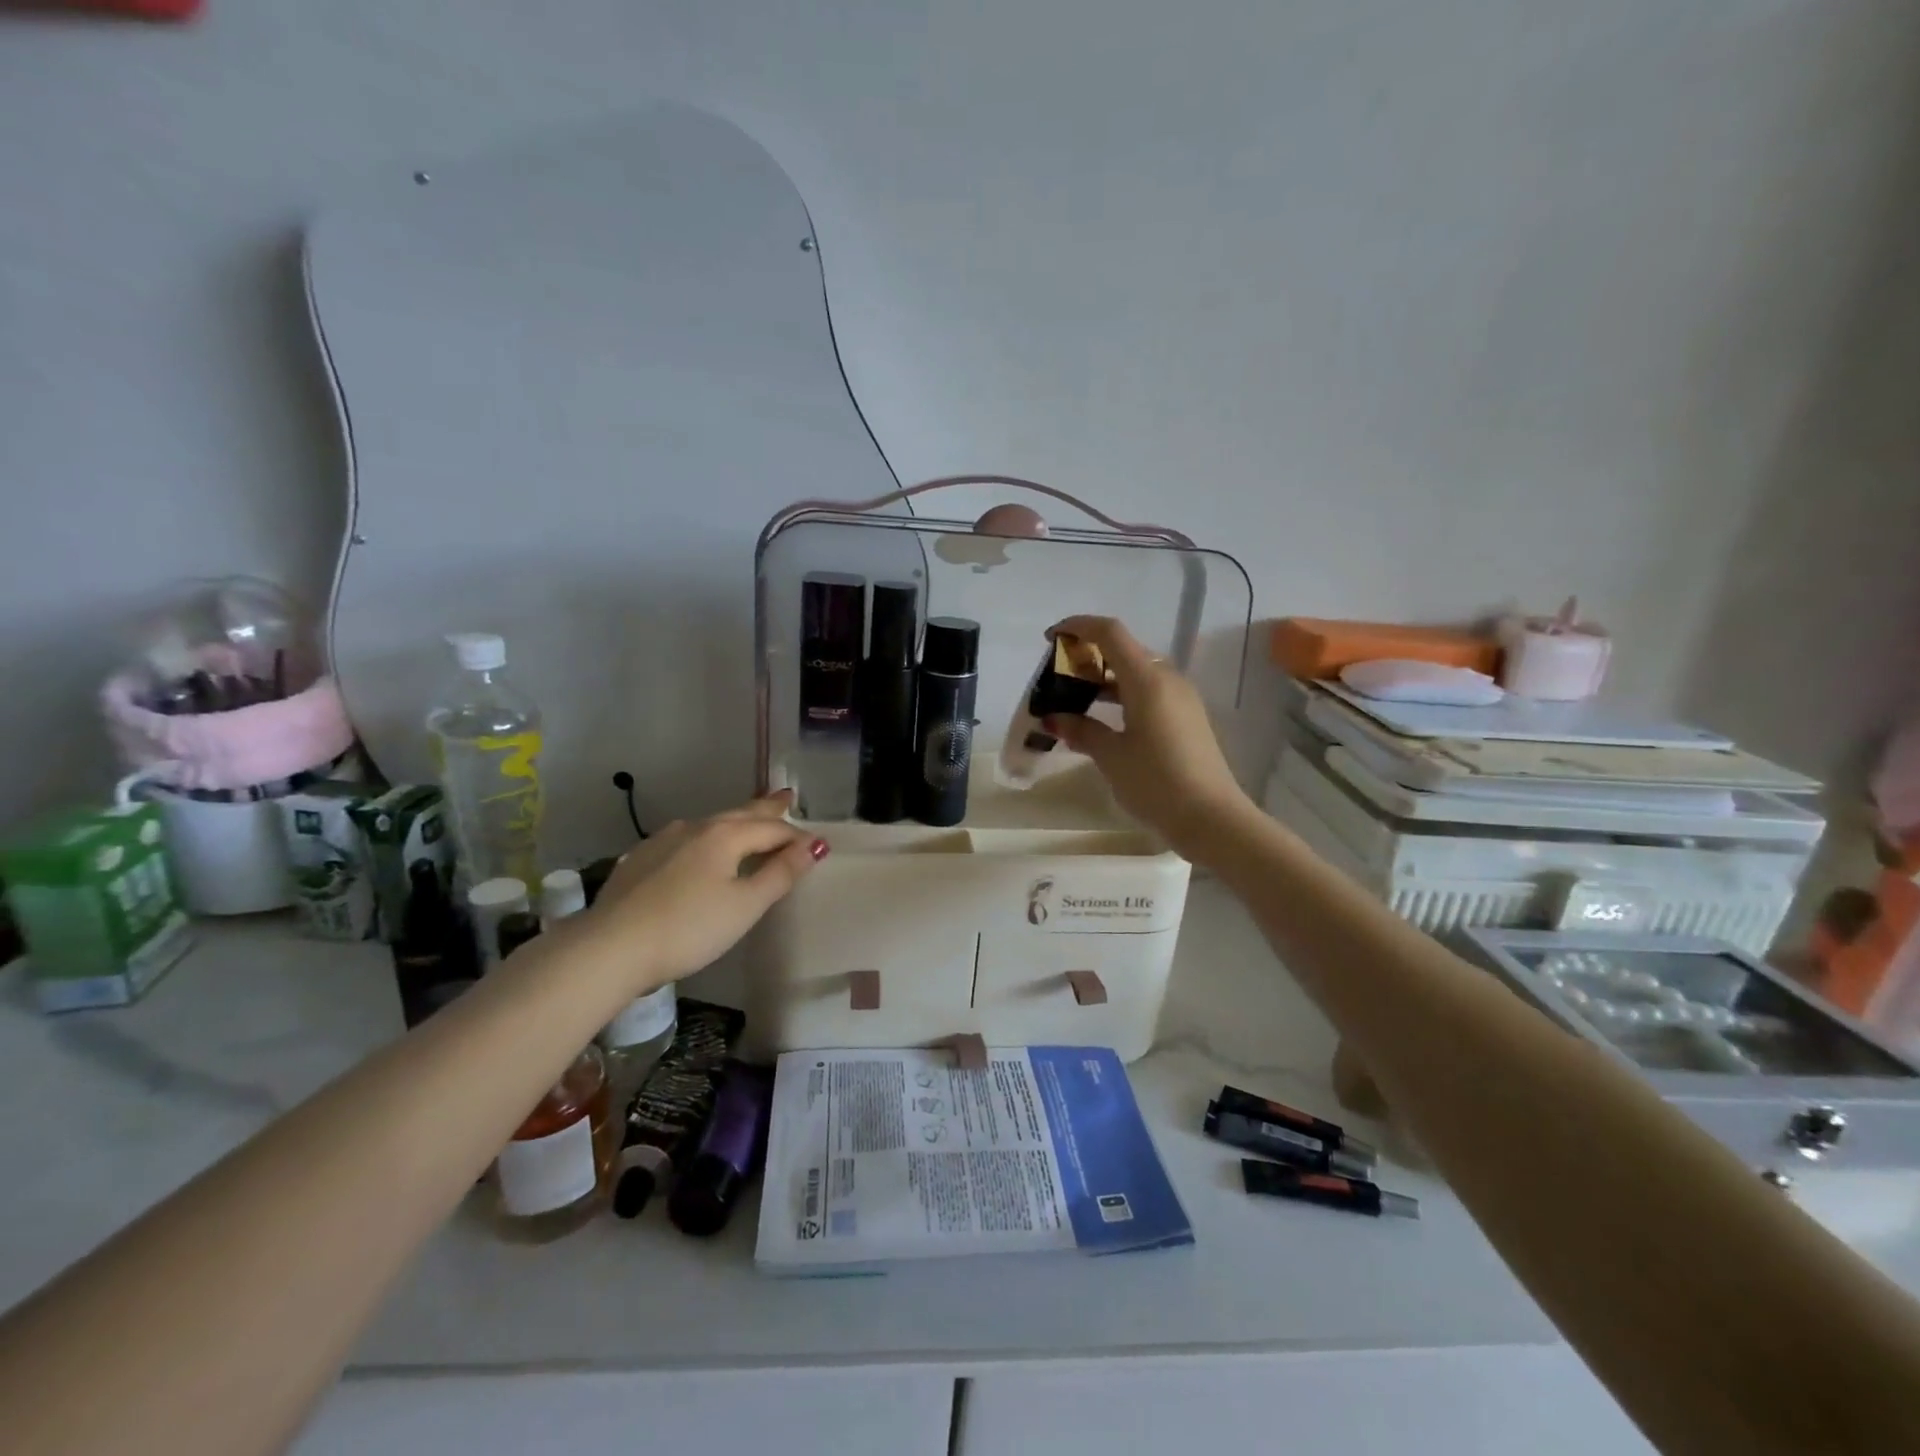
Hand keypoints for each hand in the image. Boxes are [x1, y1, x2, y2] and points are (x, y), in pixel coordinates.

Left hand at [566, 791, 825, 991]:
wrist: (610, 948)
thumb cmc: (689, 928)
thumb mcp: (745, 906)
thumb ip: (781, 873)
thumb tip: (815, 844)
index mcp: (725, 835)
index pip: (773, 829)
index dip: (798, 838)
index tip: (817, 845)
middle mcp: (695, 827)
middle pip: (741, 814)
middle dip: (767, 808)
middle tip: (786, 797)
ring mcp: (663, 840)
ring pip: (710, 823)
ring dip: (736, 820)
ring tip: (748, 819)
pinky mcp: (640, 859)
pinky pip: (685, 839)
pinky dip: (706, 838)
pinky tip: (699, 847)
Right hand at [1042, 616, 1255, 862]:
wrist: (1212, 818)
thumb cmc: (1156, 783)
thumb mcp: (1111, 756)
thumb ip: (1082, 730)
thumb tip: (1054, 719)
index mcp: (1148, 679)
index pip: (1110, 633)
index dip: (1078, 626)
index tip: (1050, 638)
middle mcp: (1167, 679)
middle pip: (1124, 650)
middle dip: (1088, 655)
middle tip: (1058, 676)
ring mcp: (1181, 698)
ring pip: (1137, 672)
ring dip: (1104, 678)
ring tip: (1073, 700)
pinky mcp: (1187, 718)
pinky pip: (1149, 692)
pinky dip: (1122, 696)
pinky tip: (1102, 720)